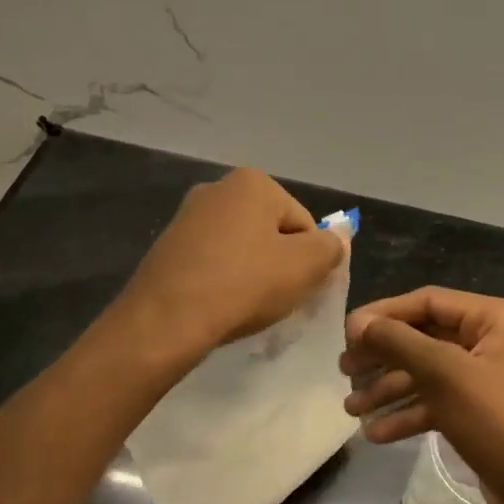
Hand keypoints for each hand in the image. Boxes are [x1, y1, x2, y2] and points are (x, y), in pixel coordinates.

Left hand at [117, 168, 345, 361]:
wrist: (165, 320)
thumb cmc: (243, 284)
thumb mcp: (304, 266)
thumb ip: (330, 248)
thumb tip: (337, 239)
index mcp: (253, 182)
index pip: (304, 223)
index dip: (310, 260)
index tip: (300, 289)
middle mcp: (217, 188)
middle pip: (271, 232)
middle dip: (280, 264)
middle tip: (277, 299)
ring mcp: (187, 216)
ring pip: (241, 248)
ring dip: (252, 274)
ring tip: (246, 307)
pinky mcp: (167, 247)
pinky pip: (212, 262)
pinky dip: (223, 281)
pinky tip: (220, 306)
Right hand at [340, 287, 503, 503]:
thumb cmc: (500, 423)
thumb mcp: (445, 375)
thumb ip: (399, 342)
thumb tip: (358, 322)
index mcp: (495, 318)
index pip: (428, 302)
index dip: (384, 315)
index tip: (345, 335)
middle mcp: (493, 342)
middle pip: (424, 337)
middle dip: (383, 355)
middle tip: (344, 371)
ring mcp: (488, 380)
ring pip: (427, 373)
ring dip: (388, 389)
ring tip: (350, 408)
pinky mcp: (481, 415)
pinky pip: (437, 403)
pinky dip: (408, 414)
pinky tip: (375, 433)